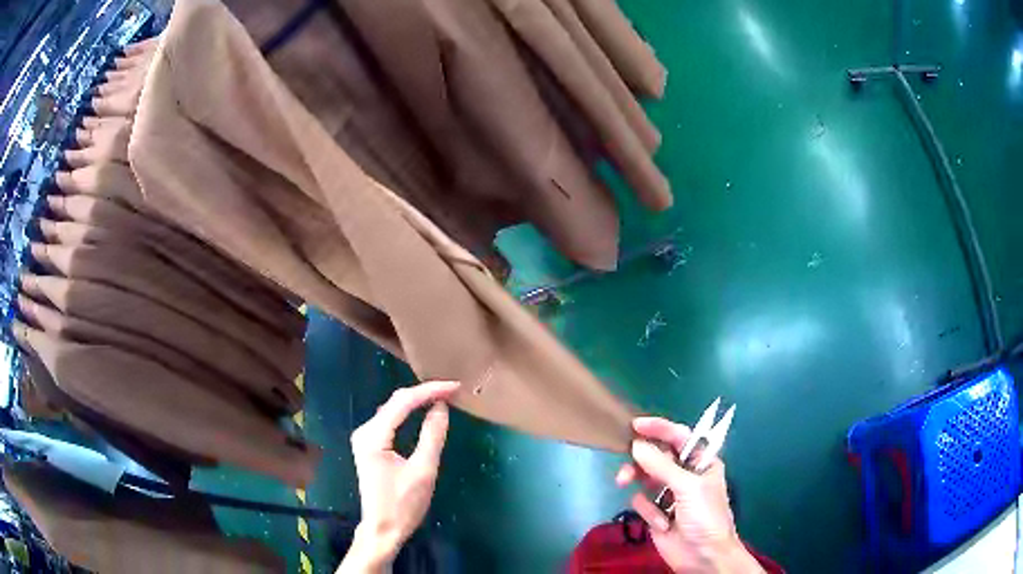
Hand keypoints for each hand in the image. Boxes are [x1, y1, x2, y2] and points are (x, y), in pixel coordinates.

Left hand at [340, 380, 459, 572]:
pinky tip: (423, 410)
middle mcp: (364, 432)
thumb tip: (441, 407)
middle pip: (395, 402)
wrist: (382, 529)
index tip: (455, 387)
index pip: (403, 402)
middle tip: (452, 390)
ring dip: (417, 401)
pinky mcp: (370, 446)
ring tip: (442, 396)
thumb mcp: (423, 471)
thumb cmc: (403, 504)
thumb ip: (432, 436)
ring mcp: (365, 438)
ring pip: (393, 409)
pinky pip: (390, 420)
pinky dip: (409, 413)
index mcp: (373, 436)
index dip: (429, 391)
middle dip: (424, 393)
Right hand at [616, 417, 763, 573]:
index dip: (659, 429)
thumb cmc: (706, 516)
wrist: (703, 556)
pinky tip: (661, 523)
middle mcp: (685, 475)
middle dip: (641, 460)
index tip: (635, 425)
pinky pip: (642, 502)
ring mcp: (669, 494)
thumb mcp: (688, 487)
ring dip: (636, 480)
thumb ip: (661, 466)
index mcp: (701, 462)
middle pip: (657, 457)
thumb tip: (636, 445)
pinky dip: (648, 511)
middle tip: (625, 463)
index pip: (679, 437)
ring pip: (644, 477)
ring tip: (623, 483)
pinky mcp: (656, 513)